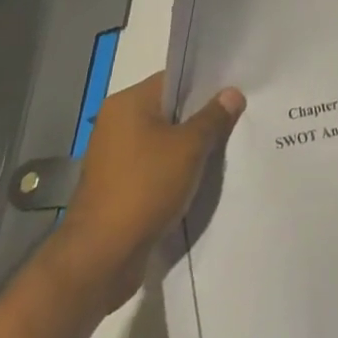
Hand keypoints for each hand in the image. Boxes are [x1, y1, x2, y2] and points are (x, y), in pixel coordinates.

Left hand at [43, 72, 244, 313]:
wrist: (102, 257)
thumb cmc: (145, 187)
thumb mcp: (189, 148)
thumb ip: (213, 117)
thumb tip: (232, 93)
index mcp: (127, 103)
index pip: (173, 79)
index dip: (205, 84)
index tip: (234, 92)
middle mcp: (116, 123)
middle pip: (169, 110)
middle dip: (200, 117)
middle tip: (236, 119)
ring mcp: (114, 156)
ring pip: (163, 140)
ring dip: (188, 147)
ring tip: (223, 148)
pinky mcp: (117, 186)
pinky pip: (154, 166)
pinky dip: (175, 169)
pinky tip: (200, 177)